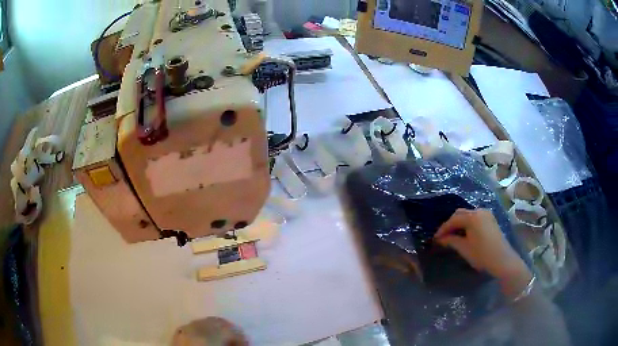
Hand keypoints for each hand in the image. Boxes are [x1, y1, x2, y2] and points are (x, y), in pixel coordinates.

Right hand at [434, 208, 532, 297]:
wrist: (503, 260)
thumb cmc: (482, 255)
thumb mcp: (464, 249)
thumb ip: (451, 241)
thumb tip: (440, 239)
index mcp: (472, 216)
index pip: (453, 220)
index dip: (443, 229)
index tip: (435, 238)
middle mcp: (479, 211)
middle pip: (460, 214)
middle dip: (450, 224)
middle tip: (442, 236)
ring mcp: (486, 214)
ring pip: (468, 214)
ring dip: (459, 223)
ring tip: (452, 235)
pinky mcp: (491, 219)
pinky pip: (475, 217)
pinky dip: (467, 223)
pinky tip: (464, 233)